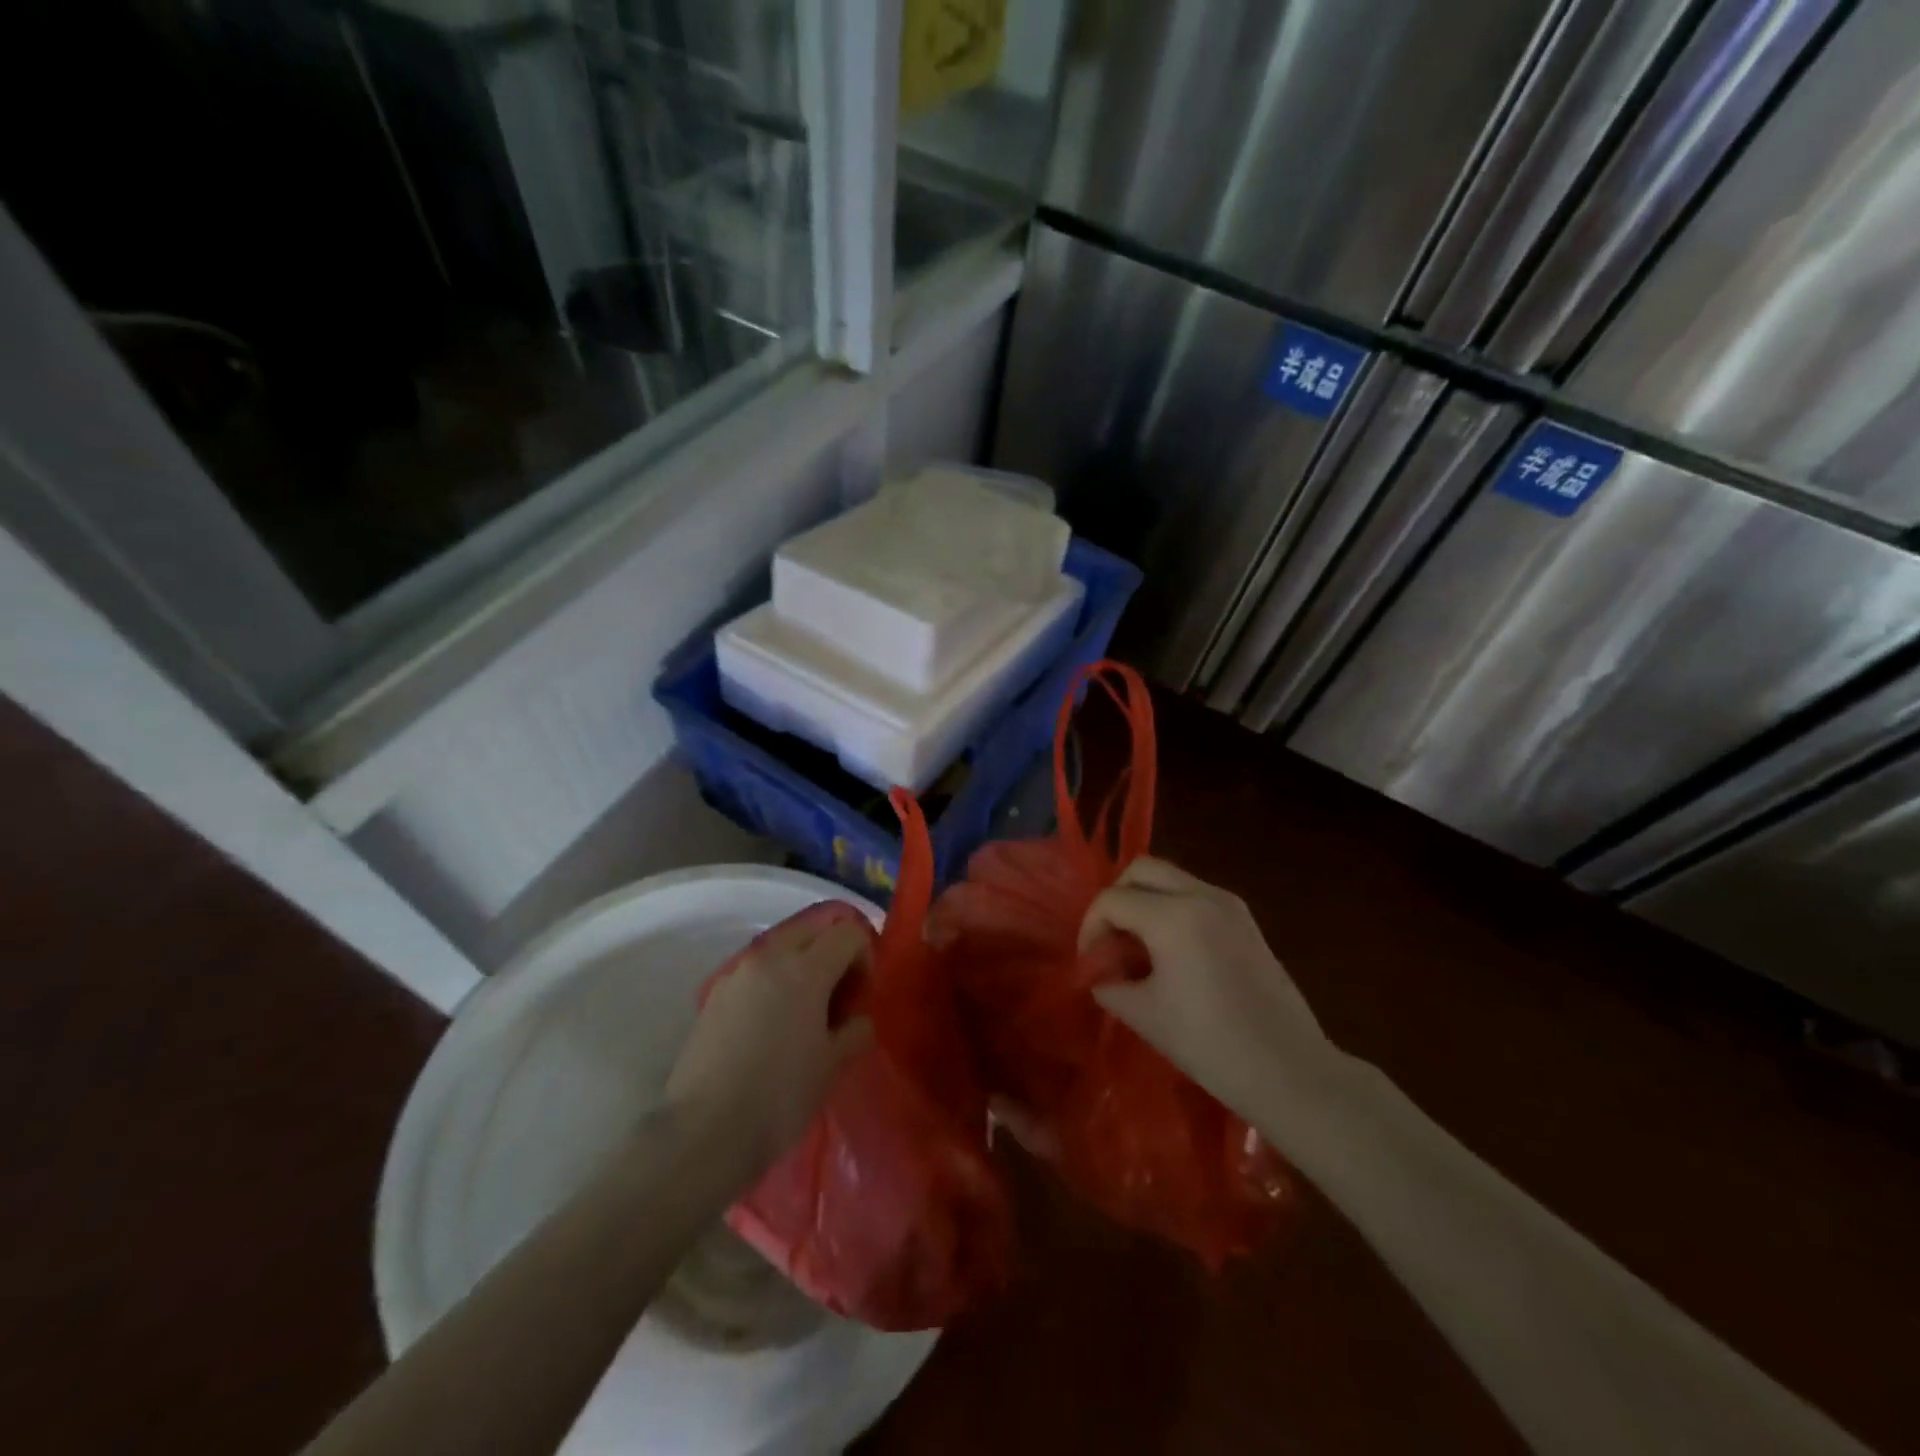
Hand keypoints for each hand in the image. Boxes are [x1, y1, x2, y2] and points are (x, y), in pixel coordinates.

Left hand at [666, 906, 875, 1170]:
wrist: (705, 1132)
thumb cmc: (780, 1096)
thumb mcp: (832, 1066)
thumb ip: (854, 1031)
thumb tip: (858, 1020)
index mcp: (805, 968)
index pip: (848, 933)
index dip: (864, 957)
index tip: (861, 996)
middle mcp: (770, 957)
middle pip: (813, 928)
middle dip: (833, 951)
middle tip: (838, 995)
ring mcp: (737, 973)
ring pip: (781, 947)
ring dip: (802, 965)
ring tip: (803, 1013)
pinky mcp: (714, 995)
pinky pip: (756, 971)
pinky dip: (773, 982)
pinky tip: (771, 1026)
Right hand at [1080, 858, 1339, 1122]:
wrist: (1290, 1071)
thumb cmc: (1210, 1045)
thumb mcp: (1145, 1016)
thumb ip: (1110, 985)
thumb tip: (1099, 975)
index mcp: (1173, 917)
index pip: (1112, 900)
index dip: (1090, 928)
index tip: (1089, 963)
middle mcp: (1201, 895)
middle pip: (1142, 870)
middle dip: (1116, 898)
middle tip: (1110, 939)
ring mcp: (1229, 904)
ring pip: (1171, 878)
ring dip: (1145, 900)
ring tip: (1138, 947)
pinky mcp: (1246, 920)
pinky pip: (1195, 895)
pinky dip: (1171, 908)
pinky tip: (1171, 952)